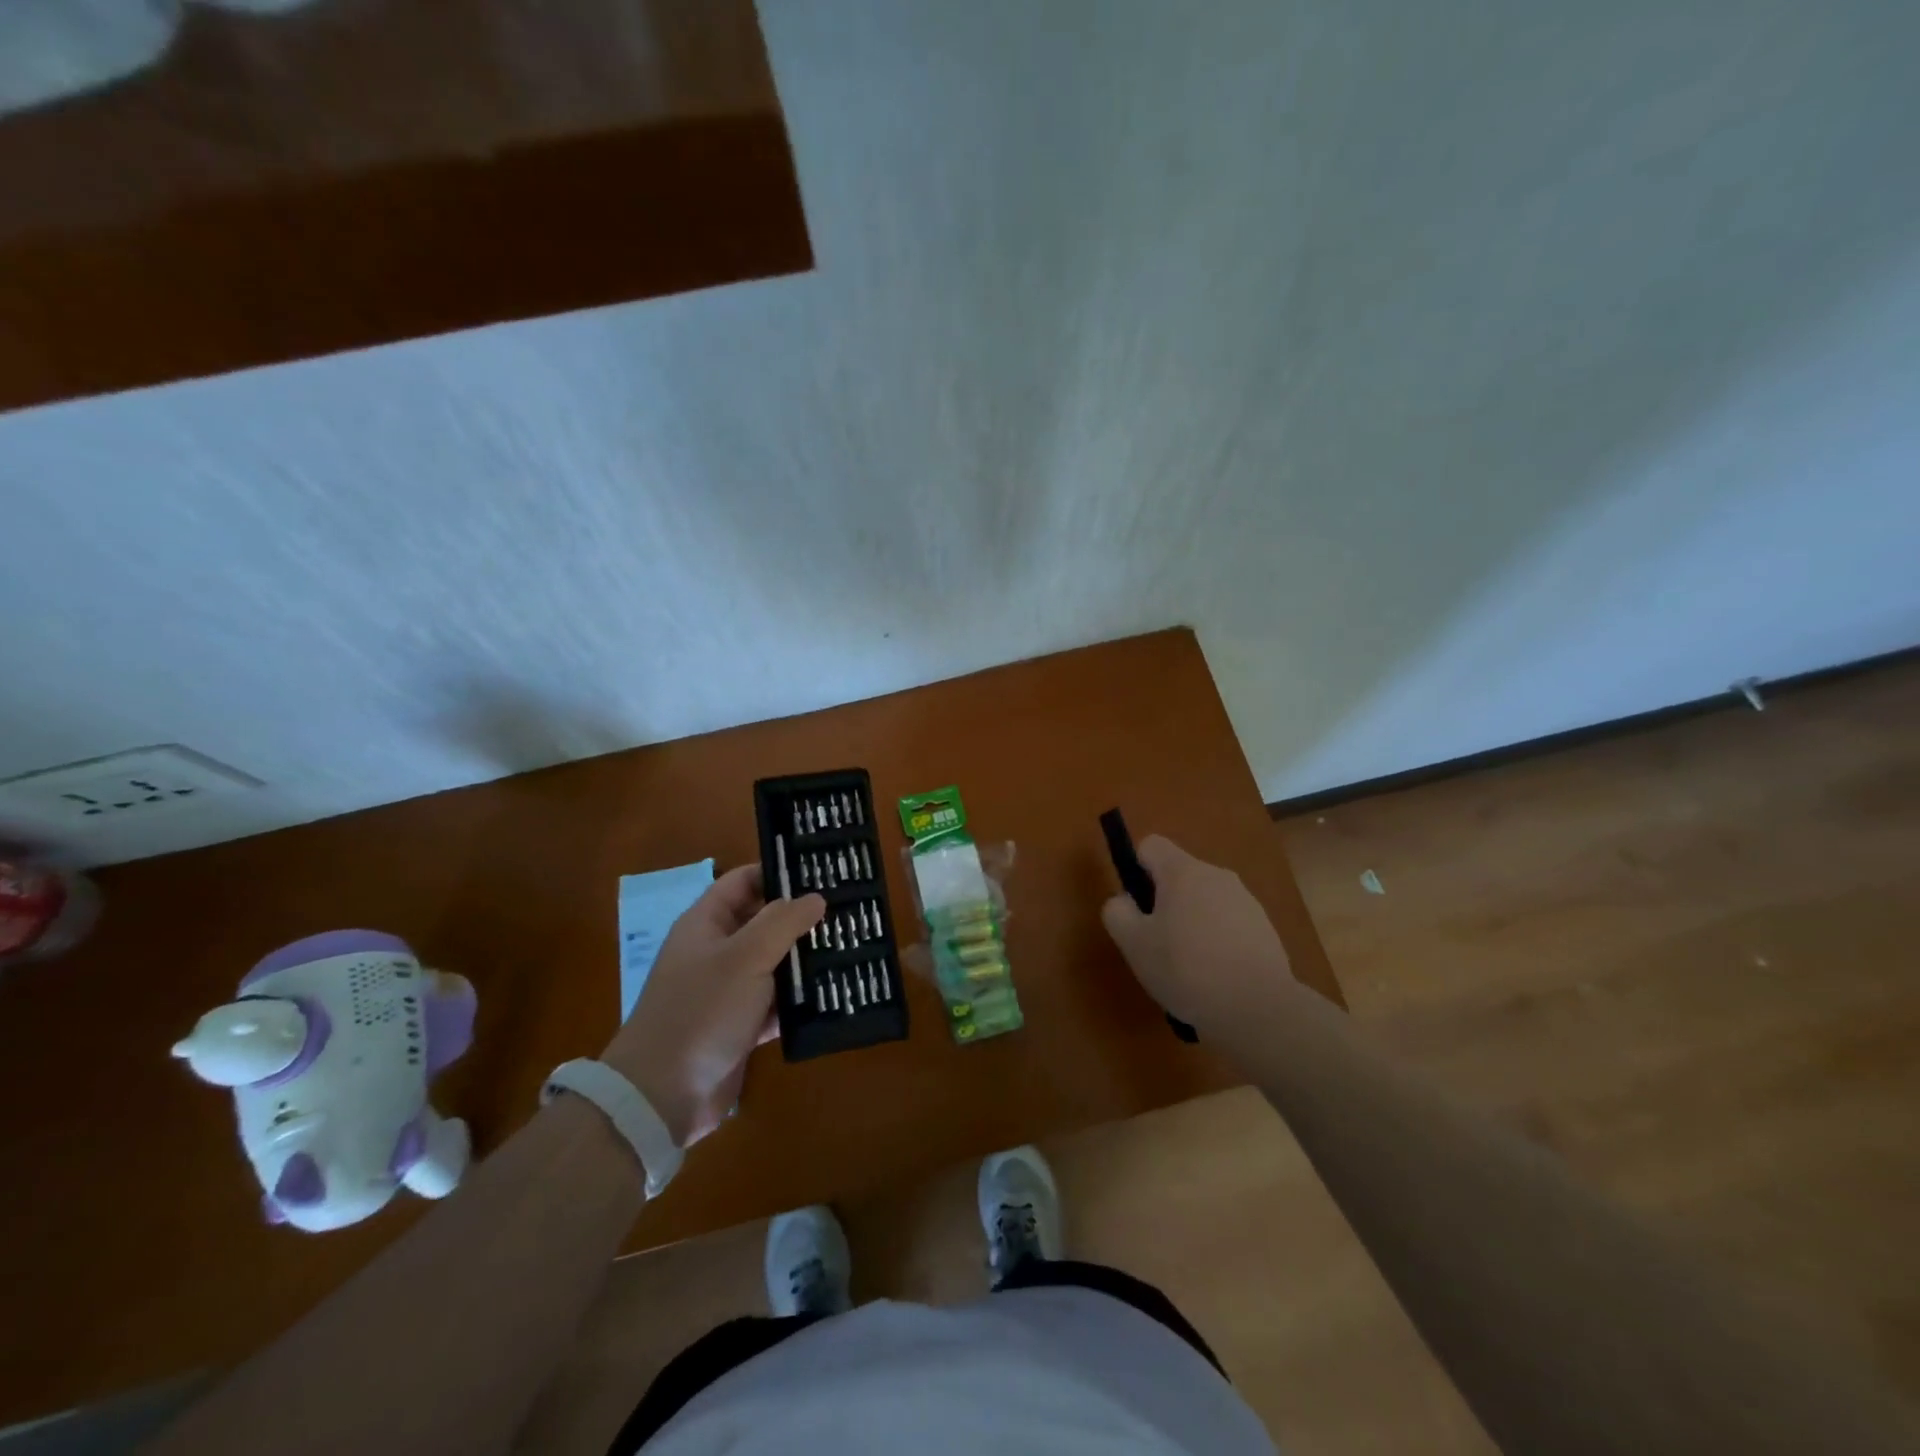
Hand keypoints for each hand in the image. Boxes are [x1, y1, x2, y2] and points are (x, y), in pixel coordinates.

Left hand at [601, 865, 822, 1146]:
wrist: (662, 1095)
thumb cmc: (701, 1011)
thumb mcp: (745, 957)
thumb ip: (783, 922)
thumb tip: (816, 897)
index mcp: (707, 923)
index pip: (745, 881)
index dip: (779, 872)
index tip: (822, 871)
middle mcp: (717, 951)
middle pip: (765, 921)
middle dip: (802, 917)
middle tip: (849, 909)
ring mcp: (729, 989)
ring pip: (775, 963)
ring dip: (806, 959)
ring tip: (852, 945)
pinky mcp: (742, 1025)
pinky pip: (778, 1002)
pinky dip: (801, 999)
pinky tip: (837, 992)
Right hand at [1100, 834, 1294, 1033]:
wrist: (1260, 1007)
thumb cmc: (1187, 969)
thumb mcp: (1134, 944)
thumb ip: (1118, 913)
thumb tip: (1124, 901)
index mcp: (1183, 871)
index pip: (1151, 845)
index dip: (1137, 869)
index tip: (1138, 907)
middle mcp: (1216, 875)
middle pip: (1179, 874)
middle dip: (1164, 902)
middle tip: (1157, 943)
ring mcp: (1246, 900)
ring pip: (1205, 900)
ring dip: (1191, 922)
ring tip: (1188, 967)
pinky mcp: (1265, 928)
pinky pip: (1228, 923)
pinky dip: (1217, 940)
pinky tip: (1216, 976)